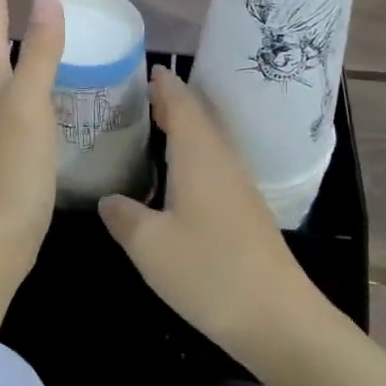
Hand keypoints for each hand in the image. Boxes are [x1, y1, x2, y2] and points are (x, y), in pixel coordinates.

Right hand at [99, 67, 315, 354]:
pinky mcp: (245, 210)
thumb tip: (108, 199)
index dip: (164, 85)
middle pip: (198, 117)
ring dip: (184, 127)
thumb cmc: (209, 271)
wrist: (277, 317)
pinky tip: (178, 174)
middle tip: (139, 95)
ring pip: (208, 141)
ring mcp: (238, 185)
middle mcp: (222, 160)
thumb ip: (123, 216)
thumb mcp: (149, 245)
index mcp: (199, 155)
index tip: (145, 68)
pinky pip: (214, 163)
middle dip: (171, 102)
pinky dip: (193, 153)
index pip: (182, 103)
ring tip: (154, 126)